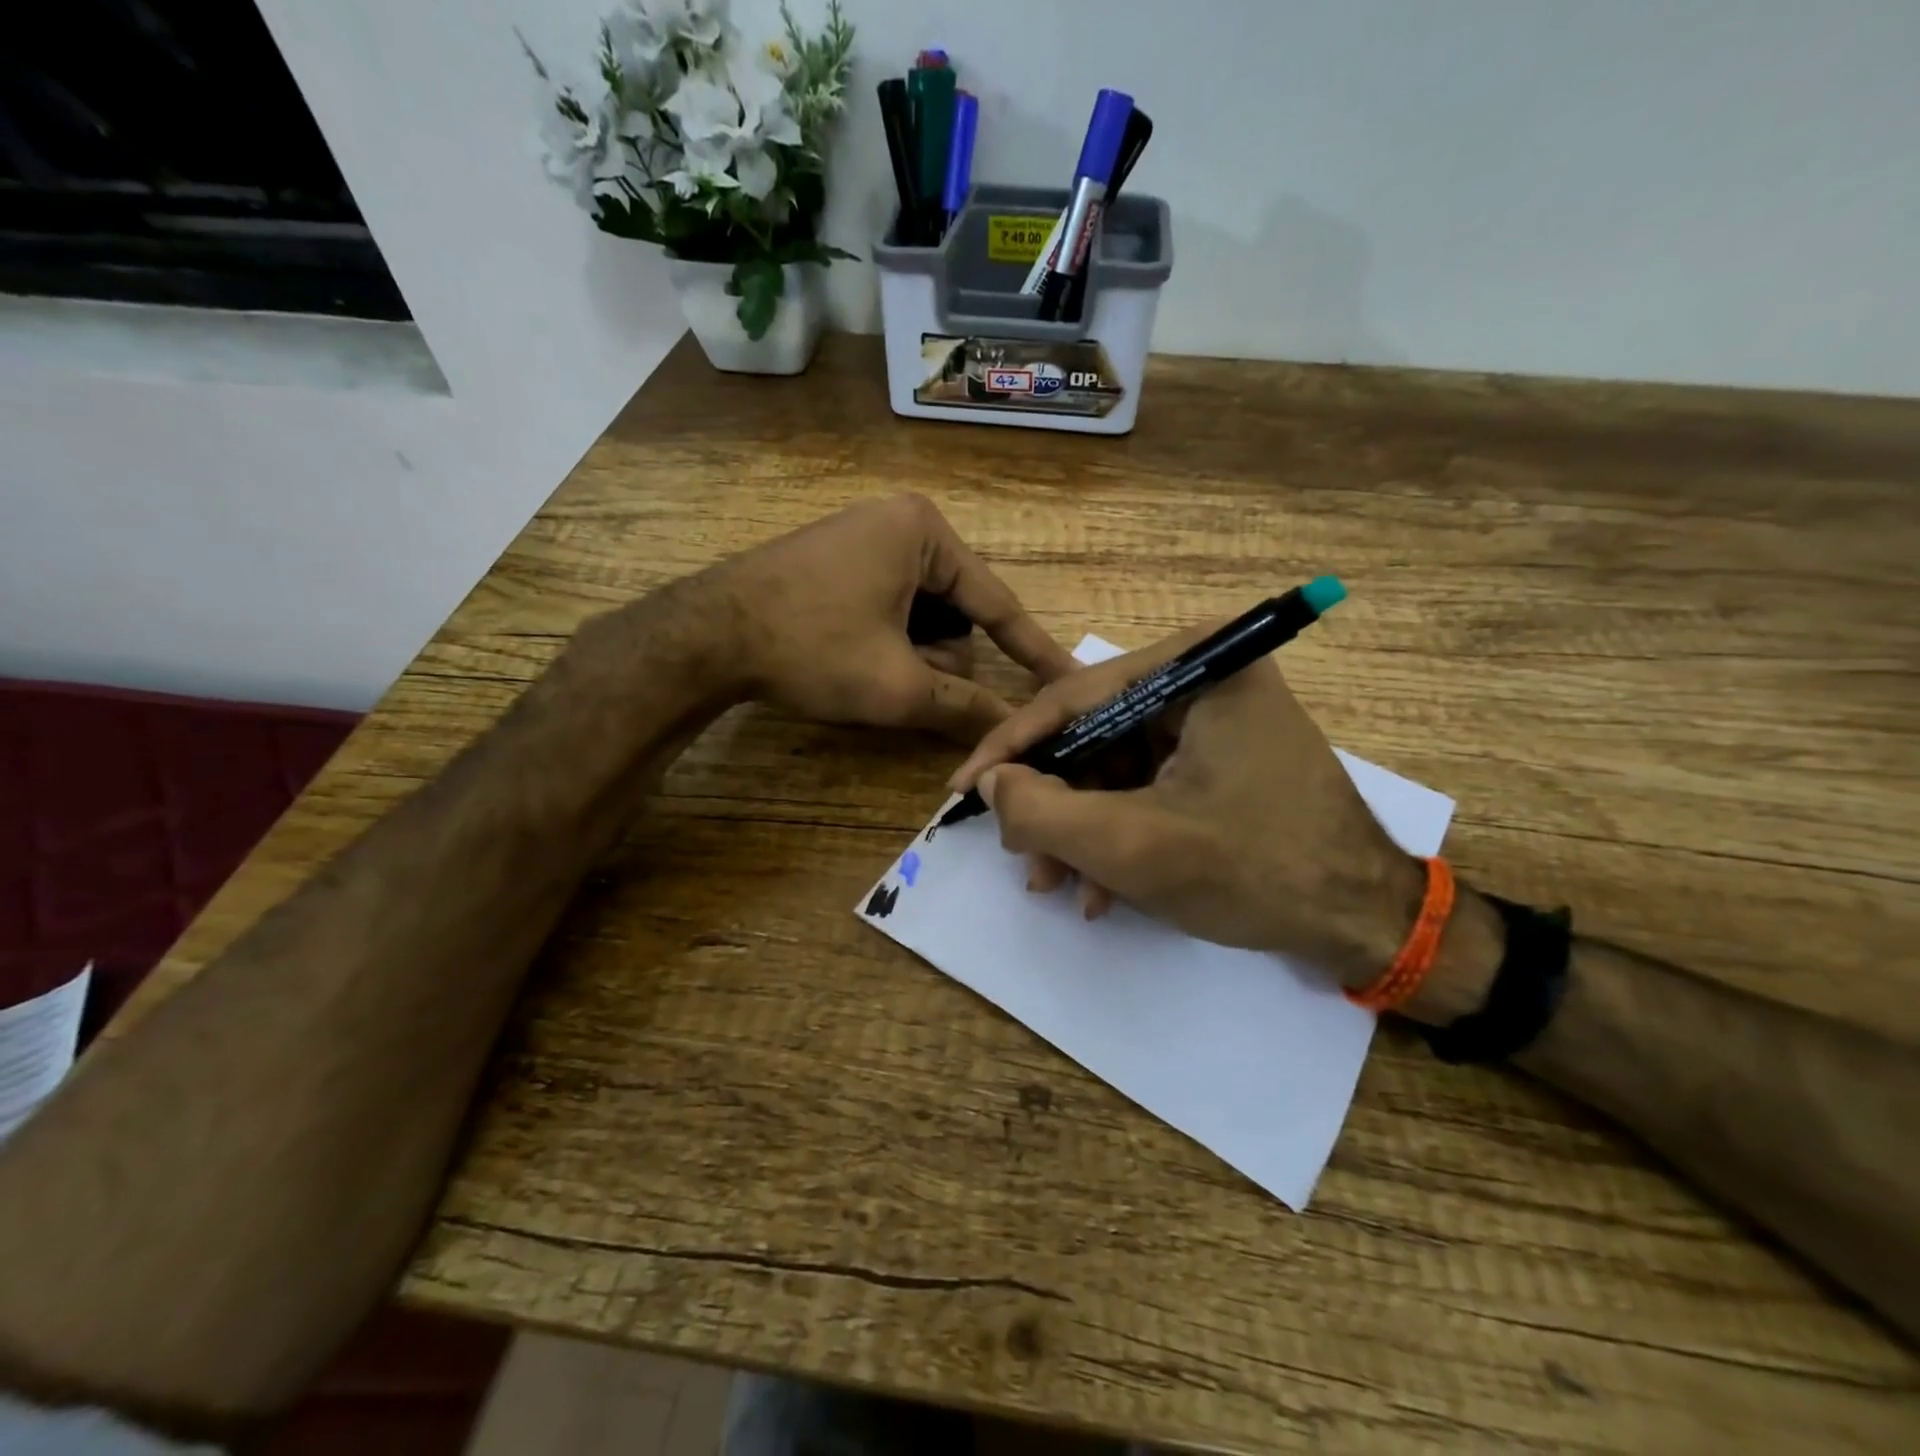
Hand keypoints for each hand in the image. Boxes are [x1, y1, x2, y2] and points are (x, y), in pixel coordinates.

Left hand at [685, 494, 1075, 738]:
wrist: (705, 635)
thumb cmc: (812, 648)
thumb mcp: (896, 685)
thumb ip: (964, 706)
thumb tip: (1011, 730)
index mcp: (924, 532)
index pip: (997, 602)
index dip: (1033, 651)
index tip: (1067, 679)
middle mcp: (900, 522)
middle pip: (954, 609)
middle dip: (938, 656)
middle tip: (898, 680)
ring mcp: (865, 536)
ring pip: (920, 612)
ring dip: (910, 652)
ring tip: (867, 669)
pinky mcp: (838, 558)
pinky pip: (889, 603)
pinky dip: (886, 639)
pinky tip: (852, 656)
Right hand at [949, 632, 1424, 986]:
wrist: (1364, 922)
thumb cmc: (1256, 870)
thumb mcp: (1134, 846)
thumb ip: (1044, 812)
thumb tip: (992, 784)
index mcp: (1195, 665)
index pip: (1073, 698)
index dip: (1009, 749)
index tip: (963, 790)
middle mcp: (1204, 674)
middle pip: (1092, 734)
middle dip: (1052, 803)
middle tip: (1020, 855)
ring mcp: (1214, 715)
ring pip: (1113, 766)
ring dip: (1080, 829)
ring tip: (1058, 885)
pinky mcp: (1220, 754)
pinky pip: (1145, 784)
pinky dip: (1118, 832)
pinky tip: (1103, 888)